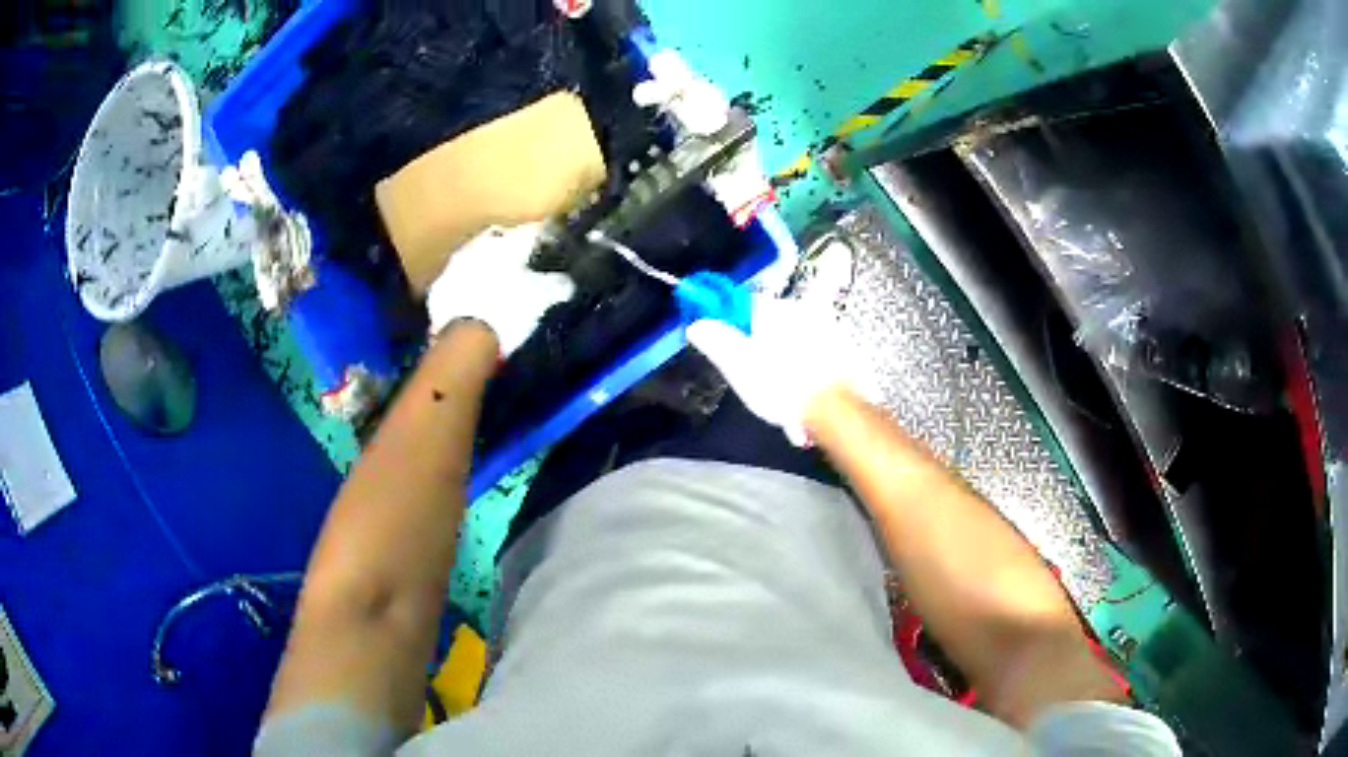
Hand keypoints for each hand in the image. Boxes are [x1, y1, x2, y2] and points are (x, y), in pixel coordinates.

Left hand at [425, 223, 574, 356]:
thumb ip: (558, 284)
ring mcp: (453, 266)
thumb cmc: (511, 311)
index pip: (530, 232)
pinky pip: (456, 285)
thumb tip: (568, 280)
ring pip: (474, 261)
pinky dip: (465, 291)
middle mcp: (478, 245)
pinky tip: (473, 306)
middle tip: (520, 267)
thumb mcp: (545, 298)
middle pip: (497, 242)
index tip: (549, 247)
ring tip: (495, 288)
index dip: (541, 239)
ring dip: (484, 270)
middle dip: (508, 251)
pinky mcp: (438, 290)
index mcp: (507, 241)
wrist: (467, 341)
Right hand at [686, 295, 869, 445]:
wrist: (834, 409)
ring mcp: (831, 329)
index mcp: (774, 308)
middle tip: (760, 380)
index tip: (730, 348)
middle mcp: (805, 310)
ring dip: (790, 364)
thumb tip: (697, 325)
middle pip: (774, 325)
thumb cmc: (781, 385)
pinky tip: (805, 399)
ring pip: (799, 344)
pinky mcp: (848, 351)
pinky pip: (820, 358)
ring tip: (783, 397)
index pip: (745, 306)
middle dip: (765, 349)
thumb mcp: (736, 365)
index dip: (733, 326)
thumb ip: (714, 340)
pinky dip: (811, 373)